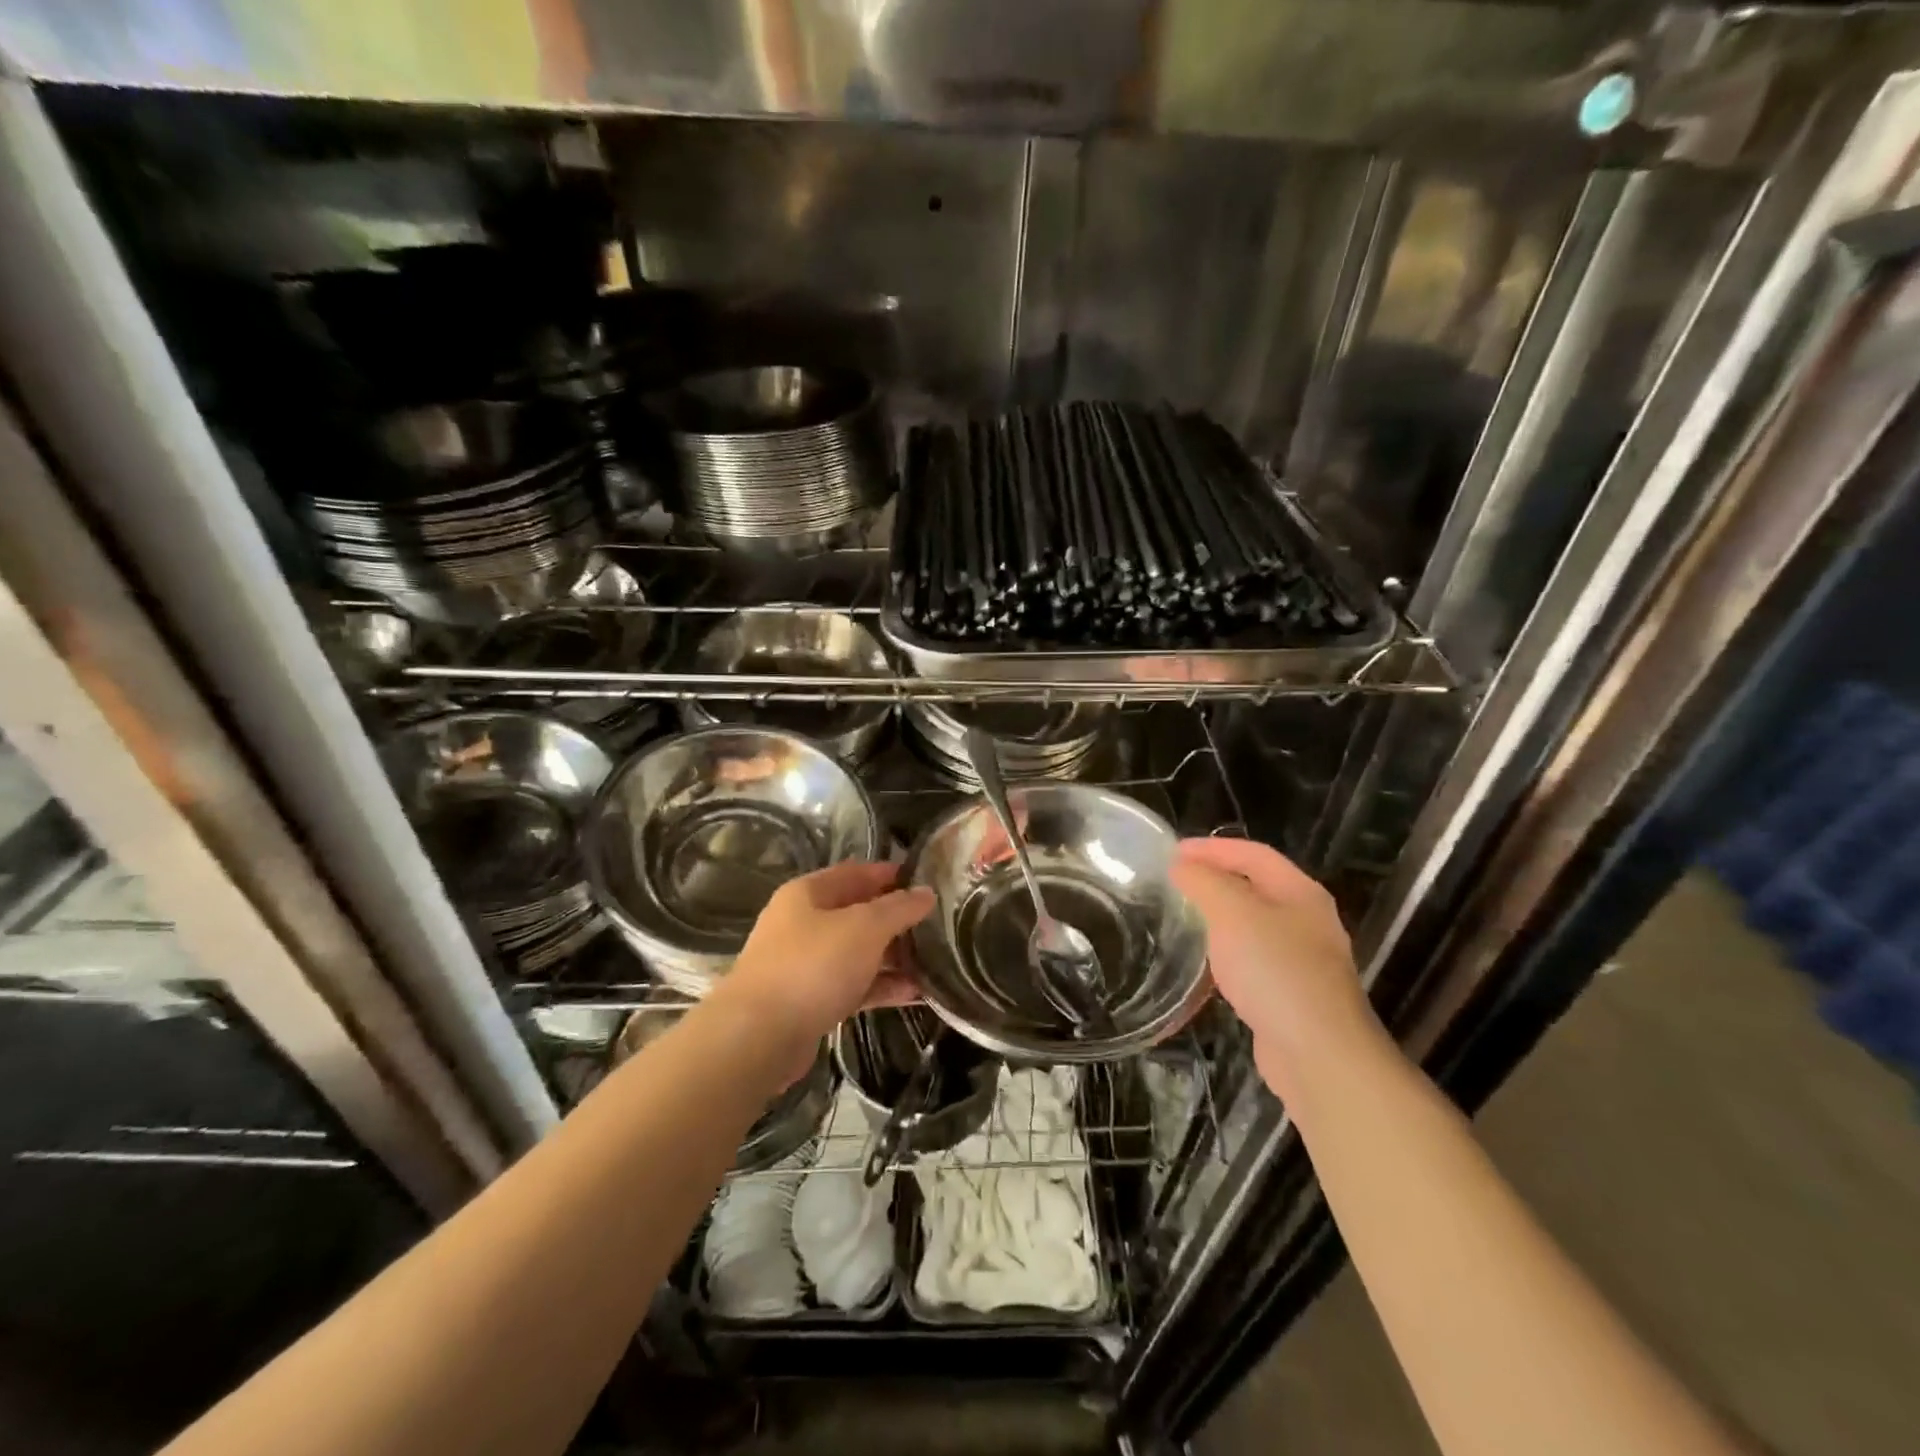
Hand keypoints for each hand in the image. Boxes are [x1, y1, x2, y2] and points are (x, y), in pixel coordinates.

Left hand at [723, 861, 934, 1044]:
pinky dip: (880, 987)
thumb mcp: (864, 927)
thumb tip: (926, 893)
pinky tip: (914, 994)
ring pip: (857, 952)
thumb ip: (899, 908)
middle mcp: (802, 923)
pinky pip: (852, 985)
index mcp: (808, 893)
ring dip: (893, 957)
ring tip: (934, 963)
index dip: (893, 875)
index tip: (929, 883)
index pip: (857, 873)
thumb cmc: (813, 966)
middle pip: (858, 913)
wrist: (758, 1036)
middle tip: (937, 928)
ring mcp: (803, 964)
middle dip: (896, 921)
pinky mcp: (808, 1001)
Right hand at [1170, 837, 1380, 1098]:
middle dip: (1214, 880)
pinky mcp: (1289, 996)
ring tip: (1180, 919)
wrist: (1318, 1055)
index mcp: (1300, 893)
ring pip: (1252, 926)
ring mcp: (1301, 961)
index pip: (1253, 854)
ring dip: (1217, 918)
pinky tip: (1203, 967)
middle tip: (1173, 882)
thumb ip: (1204, 882)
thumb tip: (1182, 866)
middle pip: (1255, 887)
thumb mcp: (1232, 913)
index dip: (1212, 847)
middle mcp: (1306, 921)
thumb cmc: (1275, 971)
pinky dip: (1224, 955)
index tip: (1171, 852)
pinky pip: (1251, 962)